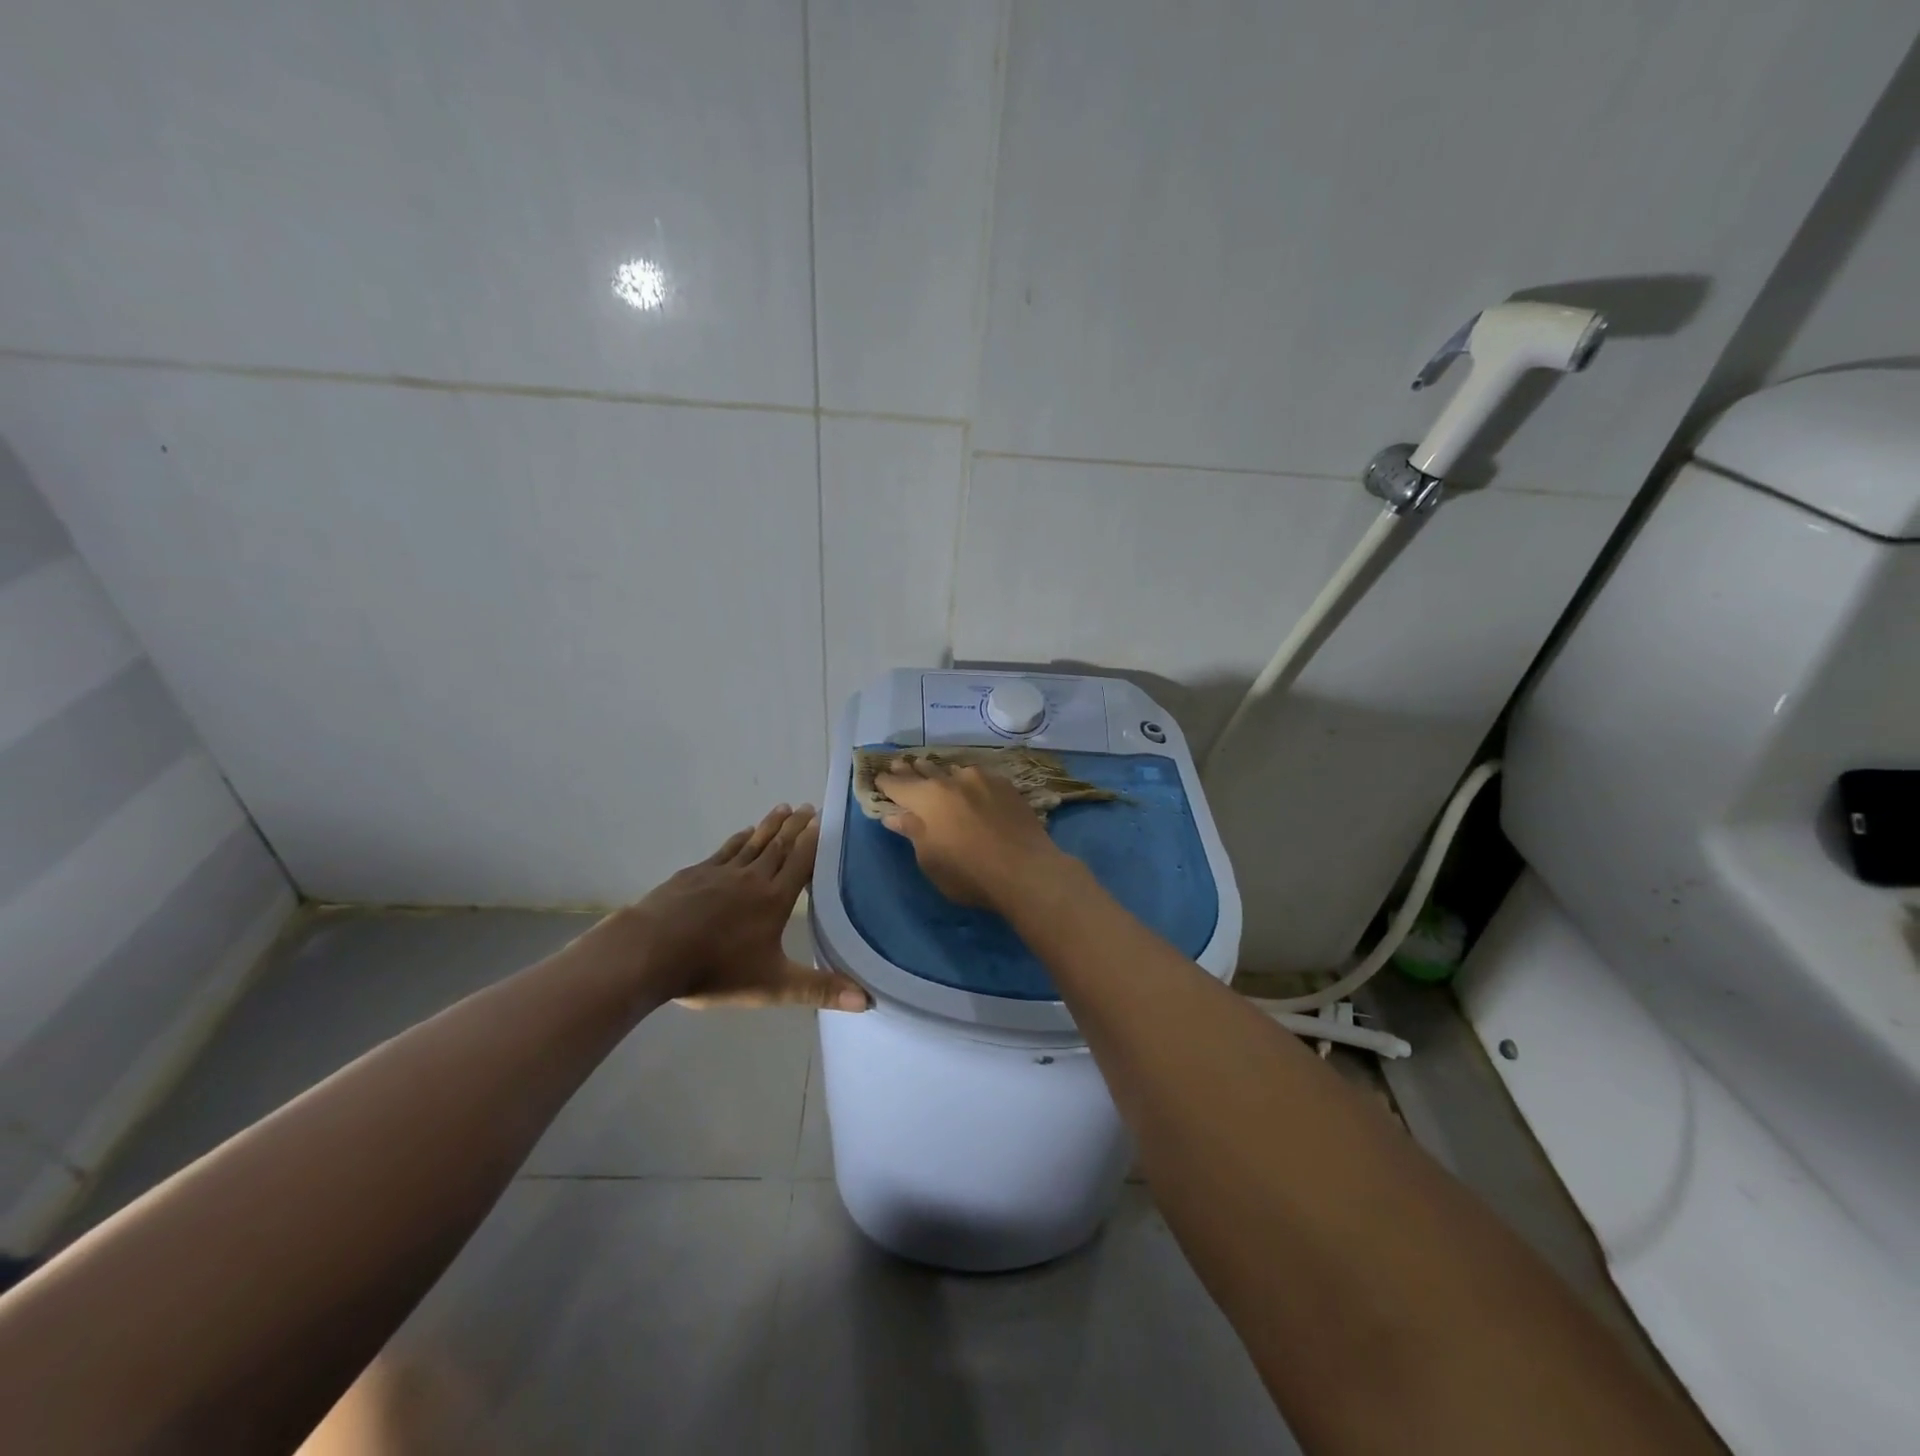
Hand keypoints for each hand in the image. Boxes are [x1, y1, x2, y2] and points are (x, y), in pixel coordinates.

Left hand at [588, 805, 869, 1010]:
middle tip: (807, 806)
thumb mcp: (772, 985)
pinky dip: (738, 839)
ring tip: (782, 808)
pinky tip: (742, 834)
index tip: (823, 820)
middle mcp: (752, 878)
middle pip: (779, 845)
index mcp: (774, 899)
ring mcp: (720, 872)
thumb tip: (867, 1000)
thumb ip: (819, 989)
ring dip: (769, 825)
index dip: (813, 841)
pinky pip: (724, 850)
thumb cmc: (715, 969)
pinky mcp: (694, 874)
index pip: (800, 862)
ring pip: (752, 842)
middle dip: (795, 826)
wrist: (650, 952)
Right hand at [876, 758, 1069, 910]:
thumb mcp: (930, 859)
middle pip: (926, 771)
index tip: (878, 779)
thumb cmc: (969, 873)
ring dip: (942, 772)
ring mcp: (984, 780)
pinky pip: (980, 778)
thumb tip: (896, 815)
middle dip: (911, 770)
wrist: (1026, 871)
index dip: (886, 783)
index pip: (899, 785)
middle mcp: (953, 780)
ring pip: (955, 771)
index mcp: (928, 797)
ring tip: (936, 772)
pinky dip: (968, 781)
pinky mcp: (1007, 787)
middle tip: (901, 764)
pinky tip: (971, 785)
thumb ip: (913, 832)